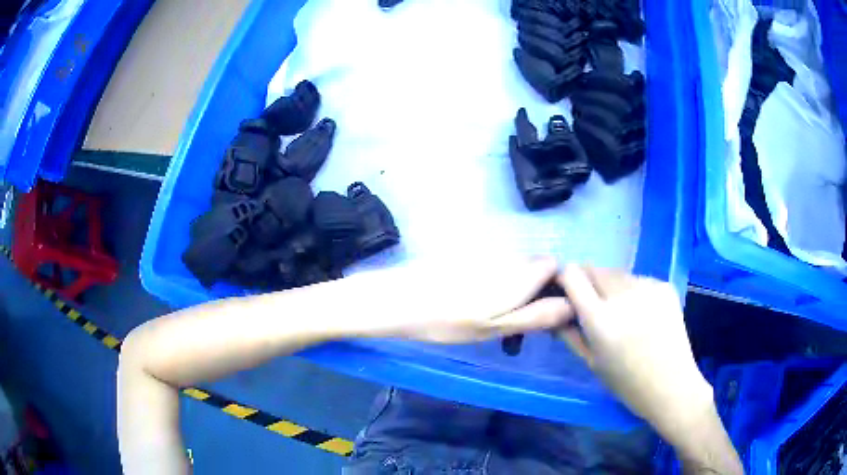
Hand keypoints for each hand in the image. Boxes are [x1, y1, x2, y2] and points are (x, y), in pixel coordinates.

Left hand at [356, 256, 573, 343]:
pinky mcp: (465, 258)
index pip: (554, 267)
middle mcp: (505, 257)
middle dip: (531, 294)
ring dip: (509, 294)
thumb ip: (534, 315)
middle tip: (509, 327)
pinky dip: (489, 288)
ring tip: (485, 322)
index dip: (553, 288)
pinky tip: (467, 307)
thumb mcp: (493, 327)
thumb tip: (571, 306)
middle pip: (533, 269)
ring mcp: (484, 256)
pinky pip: (491, 270)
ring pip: (511, 271)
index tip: (539, 314)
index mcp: (517, 274)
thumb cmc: (446, 321)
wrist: (395, 300)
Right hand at [556, 265, 714, 443]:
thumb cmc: (627, 383)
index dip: (565, 279)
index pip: (572, 275)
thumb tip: (554, 310)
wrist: (671, 385)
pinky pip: (639, 280)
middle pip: (595, 269)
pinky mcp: (665, 286)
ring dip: (612, 286)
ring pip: (618, 274)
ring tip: (622, 312)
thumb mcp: (591, 362)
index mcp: (600, 318)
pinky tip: (643, 314)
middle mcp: (623, 295)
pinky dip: (634, 291)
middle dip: (588, 283)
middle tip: (594, 306)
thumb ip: (569, 333)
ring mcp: (648, 287)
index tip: (566, 292)